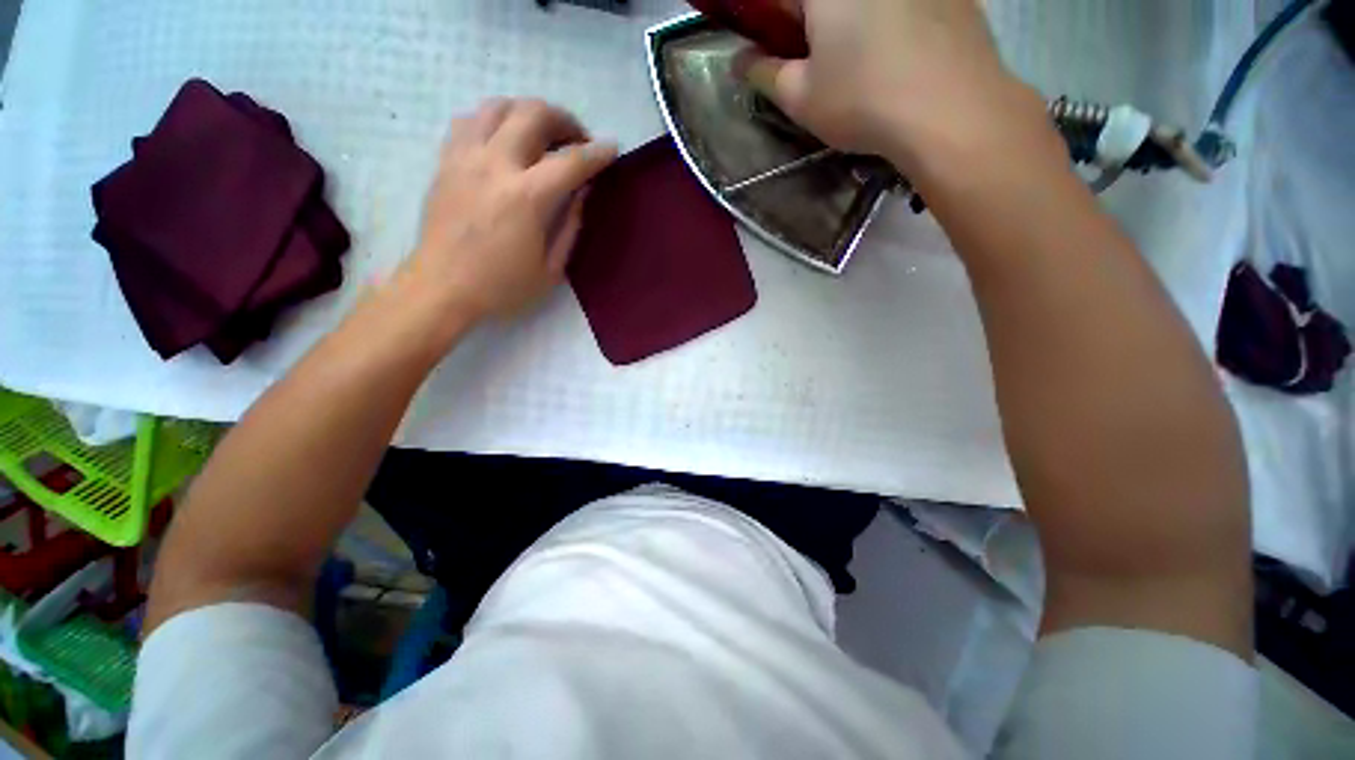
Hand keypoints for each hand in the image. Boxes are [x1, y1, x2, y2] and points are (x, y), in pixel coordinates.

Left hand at [405, 98, 616, 320]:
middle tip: (577, 141)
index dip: (597, 153)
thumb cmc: (502, 286)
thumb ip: (571, 226)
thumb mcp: (551, 269)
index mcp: (527, 198)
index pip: (571, 161)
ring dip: (528, 113)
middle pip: (534, 114)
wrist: (442, 288)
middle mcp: (495, 165)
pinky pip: (470, 120)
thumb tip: (583, 191)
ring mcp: (465, 157)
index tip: (611, 150)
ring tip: (542, 136)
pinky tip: (504, 141)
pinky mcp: (445, 161)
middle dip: (565, 121)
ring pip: (499, 106)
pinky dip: (494, 121)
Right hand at [742, 0, 1040, 172]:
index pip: (781, 0)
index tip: (773, 45)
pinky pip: (903, 6)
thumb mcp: (800, 98)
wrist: (952, 111)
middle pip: (824, 2)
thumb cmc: (862, 102)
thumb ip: (763, 73)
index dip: (770, 19)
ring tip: (857, 60)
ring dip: (850, 24)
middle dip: (809, 22)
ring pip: (865, 6)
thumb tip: (738, 62)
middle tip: (811, 55)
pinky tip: (896, 55)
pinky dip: (890, 21)